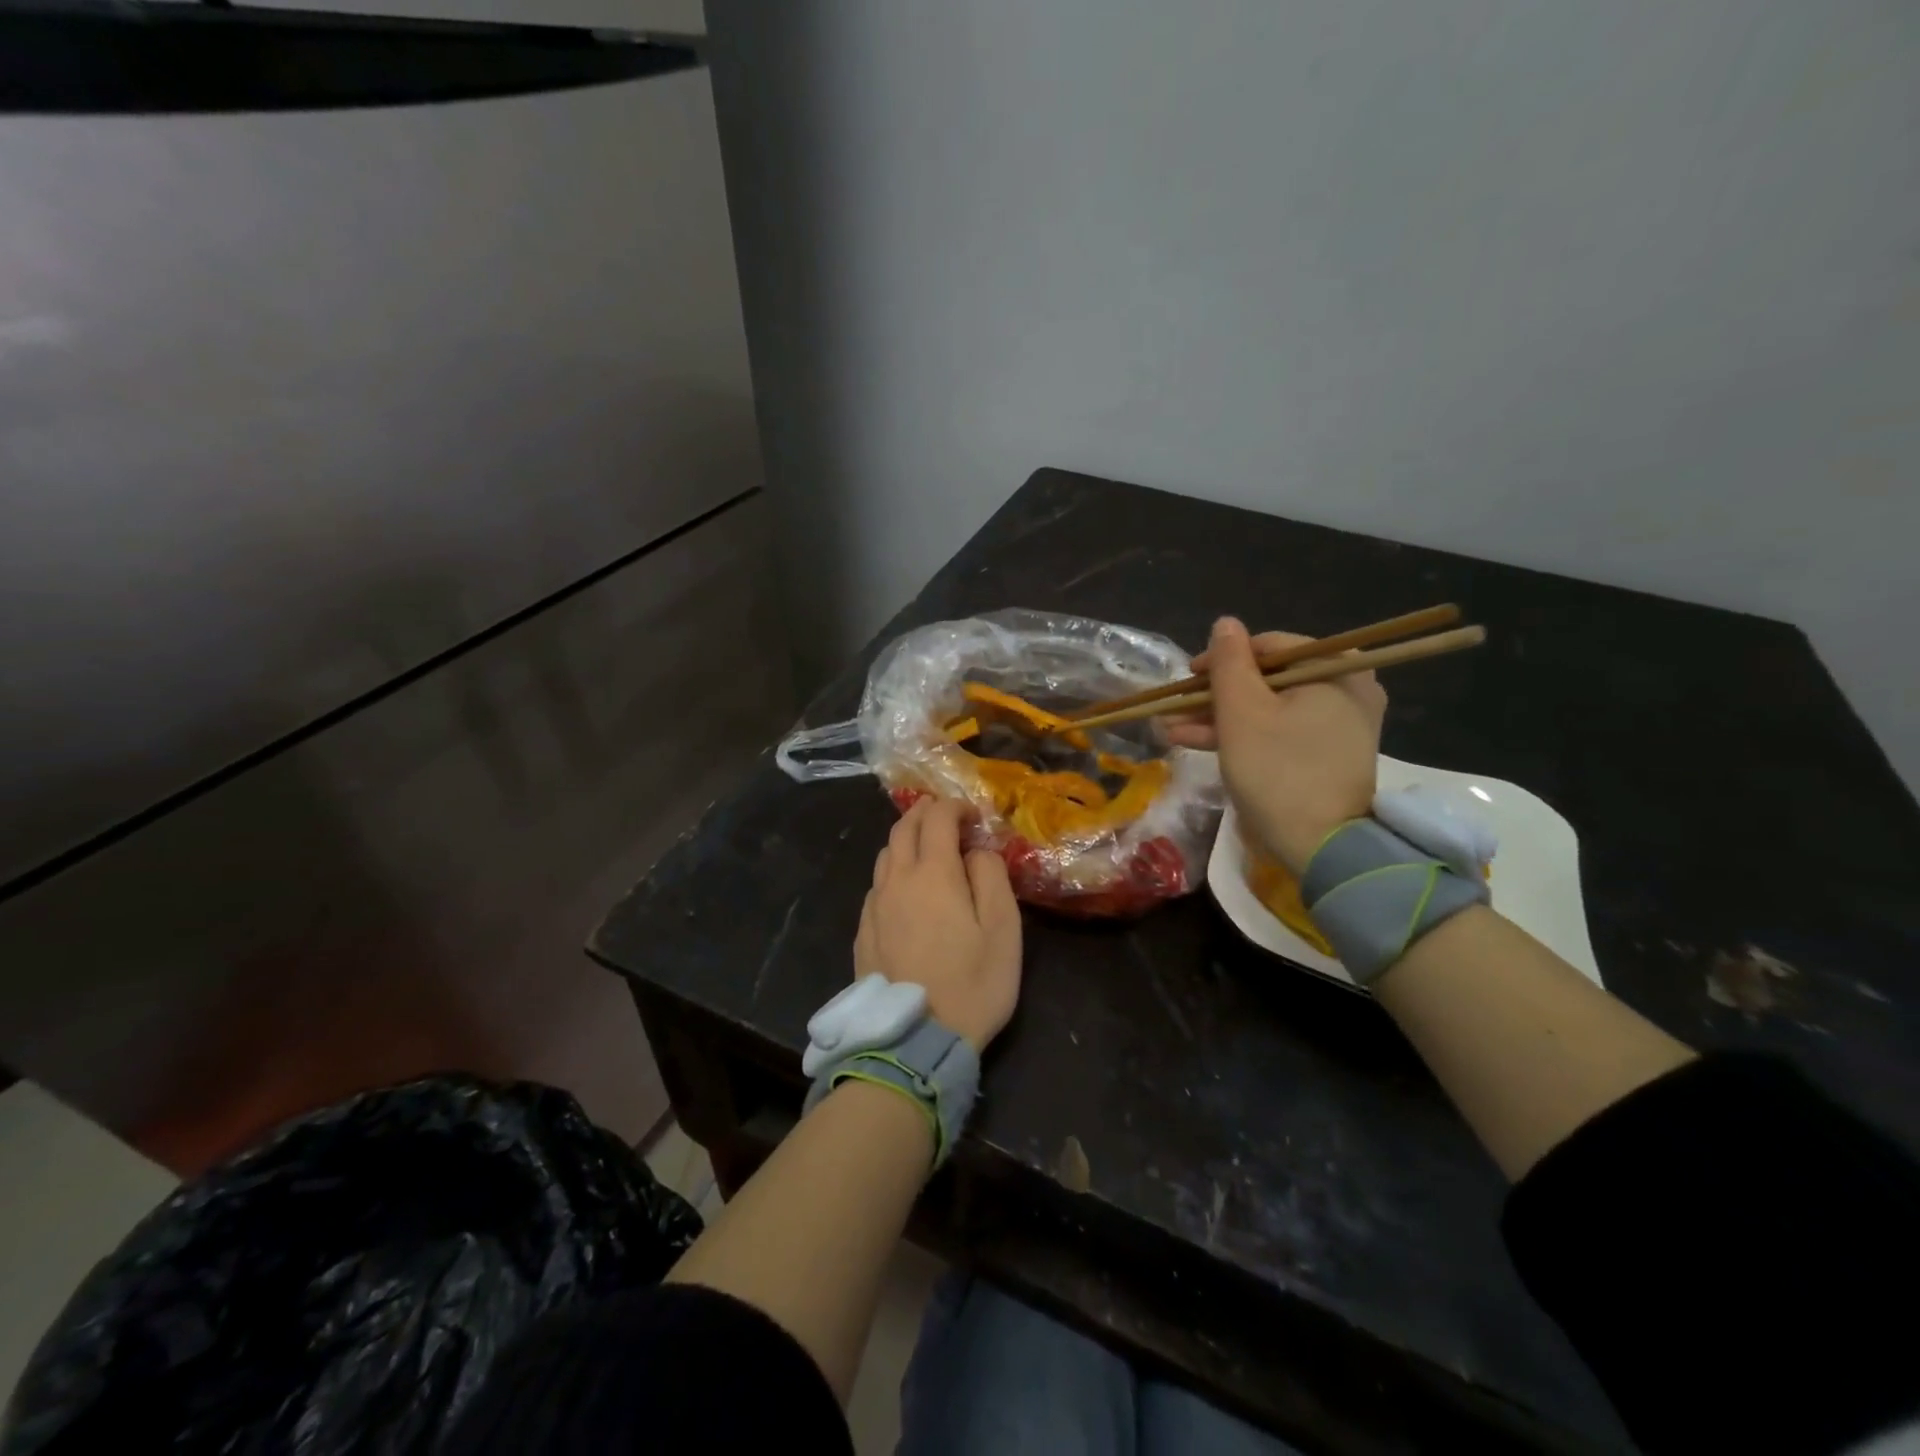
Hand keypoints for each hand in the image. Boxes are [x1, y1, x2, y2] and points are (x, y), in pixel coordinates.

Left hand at [855, 798, 1023, 1050]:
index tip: (973, 816)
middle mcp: (896, 880)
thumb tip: (975, 849)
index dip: (955, 806)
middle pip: (903, 828)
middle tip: (947, 817)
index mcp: (932, 873)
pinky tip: (907, 891)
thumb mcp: (1003, 928)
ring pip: (885, 855)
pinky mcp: (863, 931)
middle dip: (926, 813)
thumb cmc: (972, 983)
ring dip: (906, 840)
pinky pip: (876, 885)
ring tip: (928, 851)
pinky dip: (893, 872)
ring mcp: (874, 906)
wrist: (916, 1040)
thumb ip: (991, 876)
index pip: (937, 817)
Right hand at [1165, 617, 1385, 871]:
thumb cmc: (1277, 770)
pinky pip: (1281, 731)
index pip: (1269, 647)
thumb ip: (1229, 663)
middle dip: (1215, 695)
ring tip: (1172, 728)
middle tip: (1175, 706)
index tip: (1186, 678)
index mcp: (1336, 669)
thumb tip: (1225, 623)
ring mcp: (1339, 724)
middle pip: (1268, 679)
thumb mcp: (1241, 712)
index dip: (1221, 659)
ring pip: (1269, 708)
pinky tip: (1196, 741)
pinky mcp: (1327, 754)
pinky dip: (1243, 735)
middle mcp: (1347, 689)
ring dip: (1220, 717)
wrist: (1321, 848)